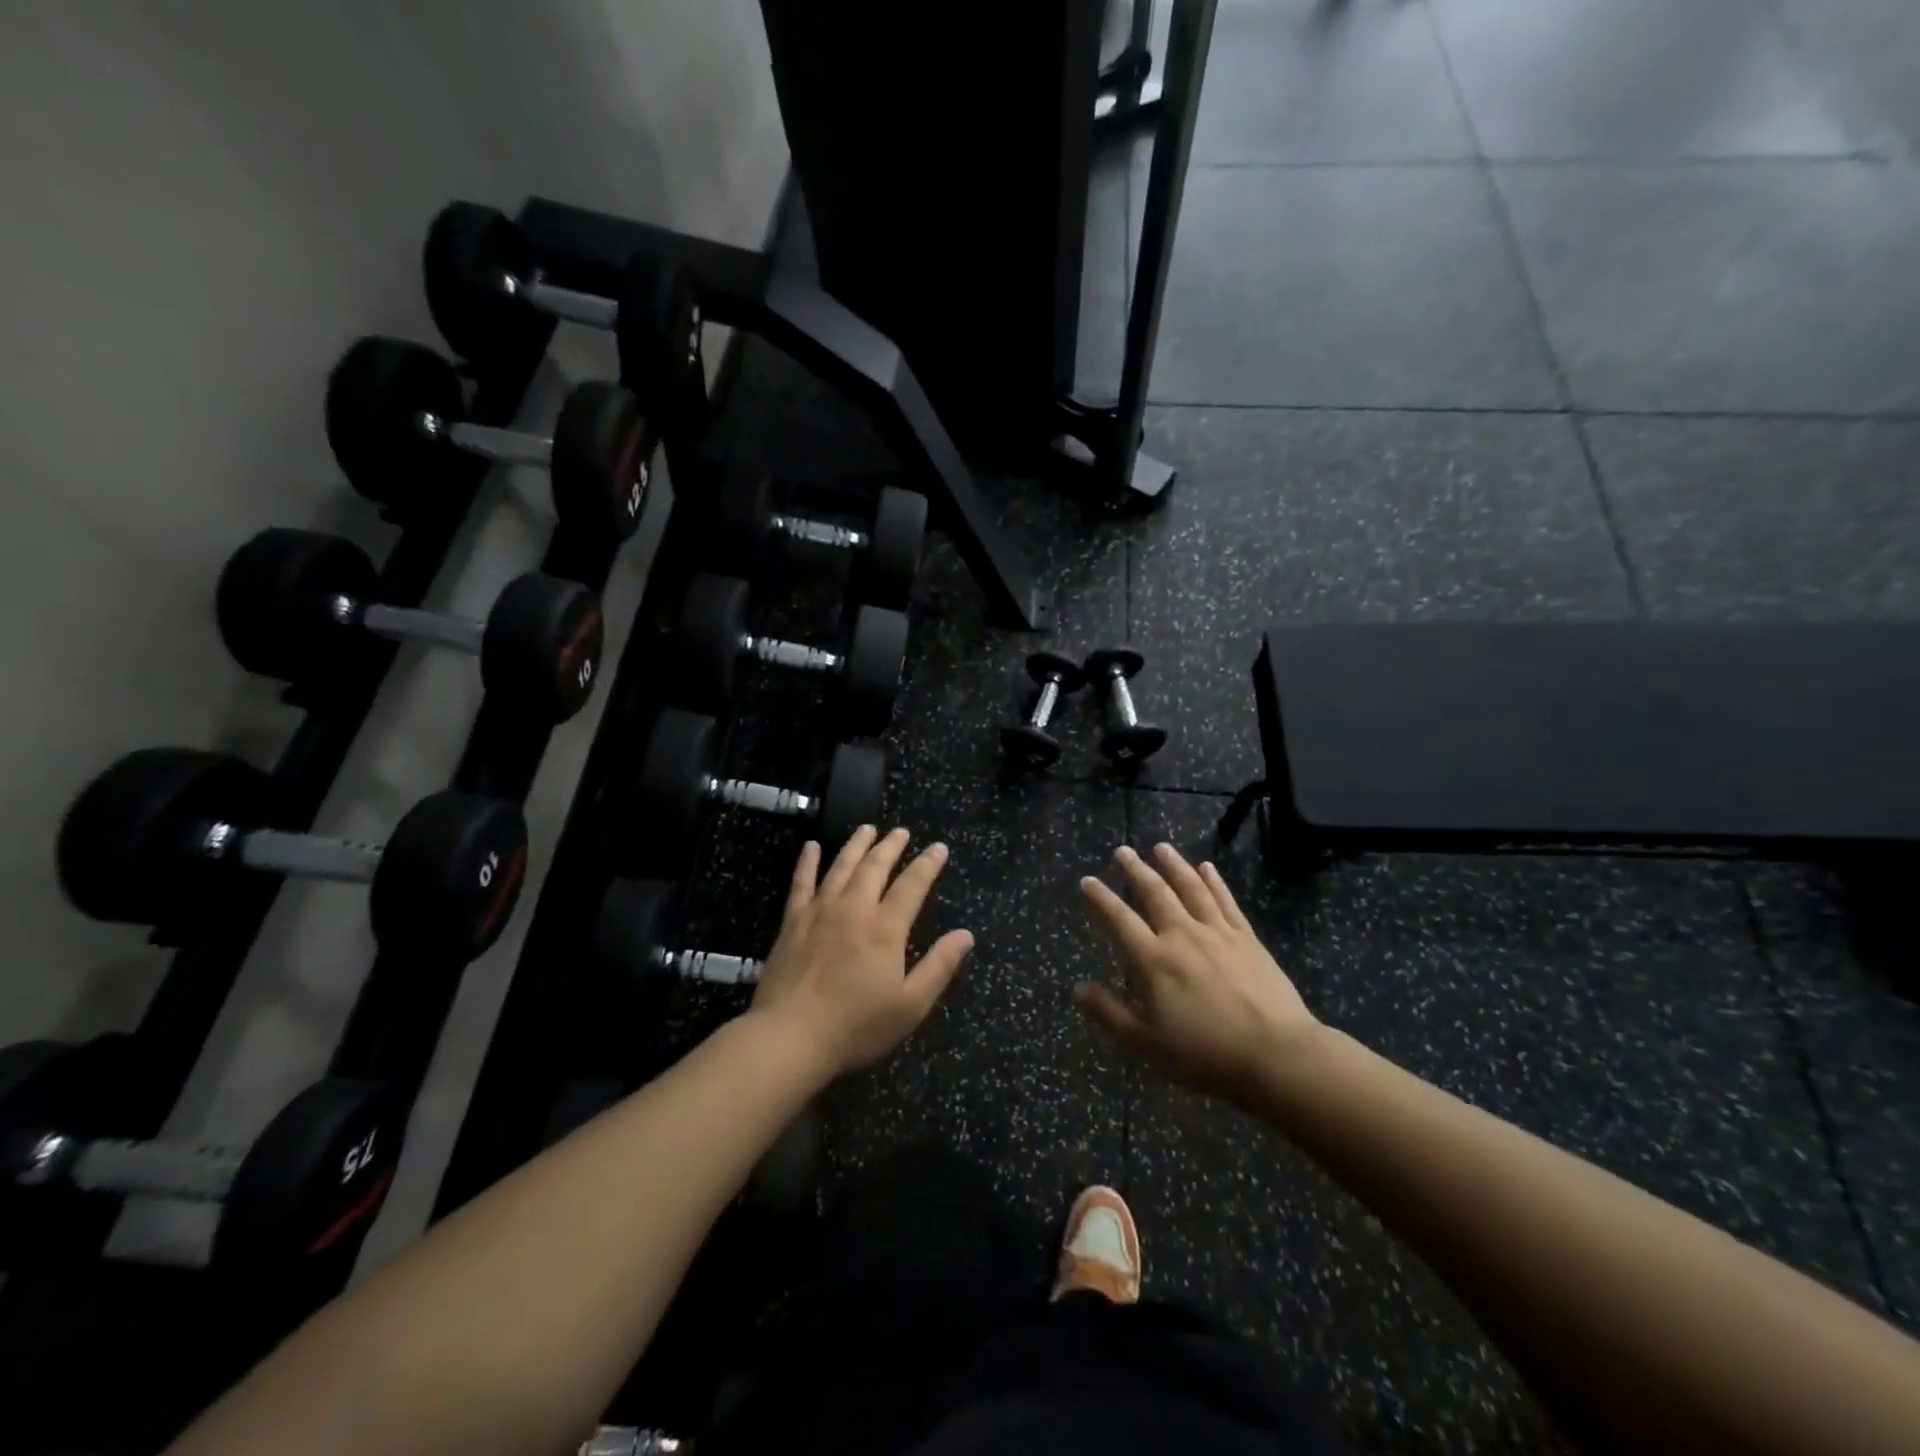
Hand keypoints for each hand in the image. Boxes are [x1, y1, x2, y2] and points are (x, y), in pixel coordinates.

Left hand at [750, 826, 973, 1077]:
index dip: (927, 865)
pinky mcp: (793, 922)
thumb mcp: (910, 1005)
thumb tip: (966, 935)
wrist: (790, 1036)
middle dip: (891, 846)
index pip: (912, 885)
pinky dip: (807, 862)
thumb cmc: (856, 1026)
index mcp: (885, 928)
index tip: (939, 848)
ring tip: (867, 828)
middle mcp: (854, 909)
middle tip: (902, 831)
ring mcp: (820, 912)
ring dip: (856, 844)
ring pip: (841, 866)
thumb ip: (939, 966)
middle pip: (875, 867)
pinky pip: (801, 882)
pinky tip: (811, 846)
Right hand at [1076, 843, 1318, 1103]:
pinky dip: (1214, 881)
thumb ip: (1109, 1013)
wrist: (1277, 1056)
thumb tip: (1079, 988)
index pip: (1119, 919)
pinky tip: (1207, 868)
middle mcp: (1181, 935)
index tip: (1087, 881)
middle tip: (1122, 851)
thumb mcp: (1146, 1044)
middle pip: (1155, 893)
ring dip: (1173, 865)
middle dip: (1135, 870)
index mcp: (1153, 960)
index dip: (1100, 899)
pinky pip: (1225, 901)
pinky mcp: (1247, 938)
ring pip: (1190, 888)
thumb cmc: (1204, 1054)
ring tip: (1161, 847)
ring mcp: (1217, 933)